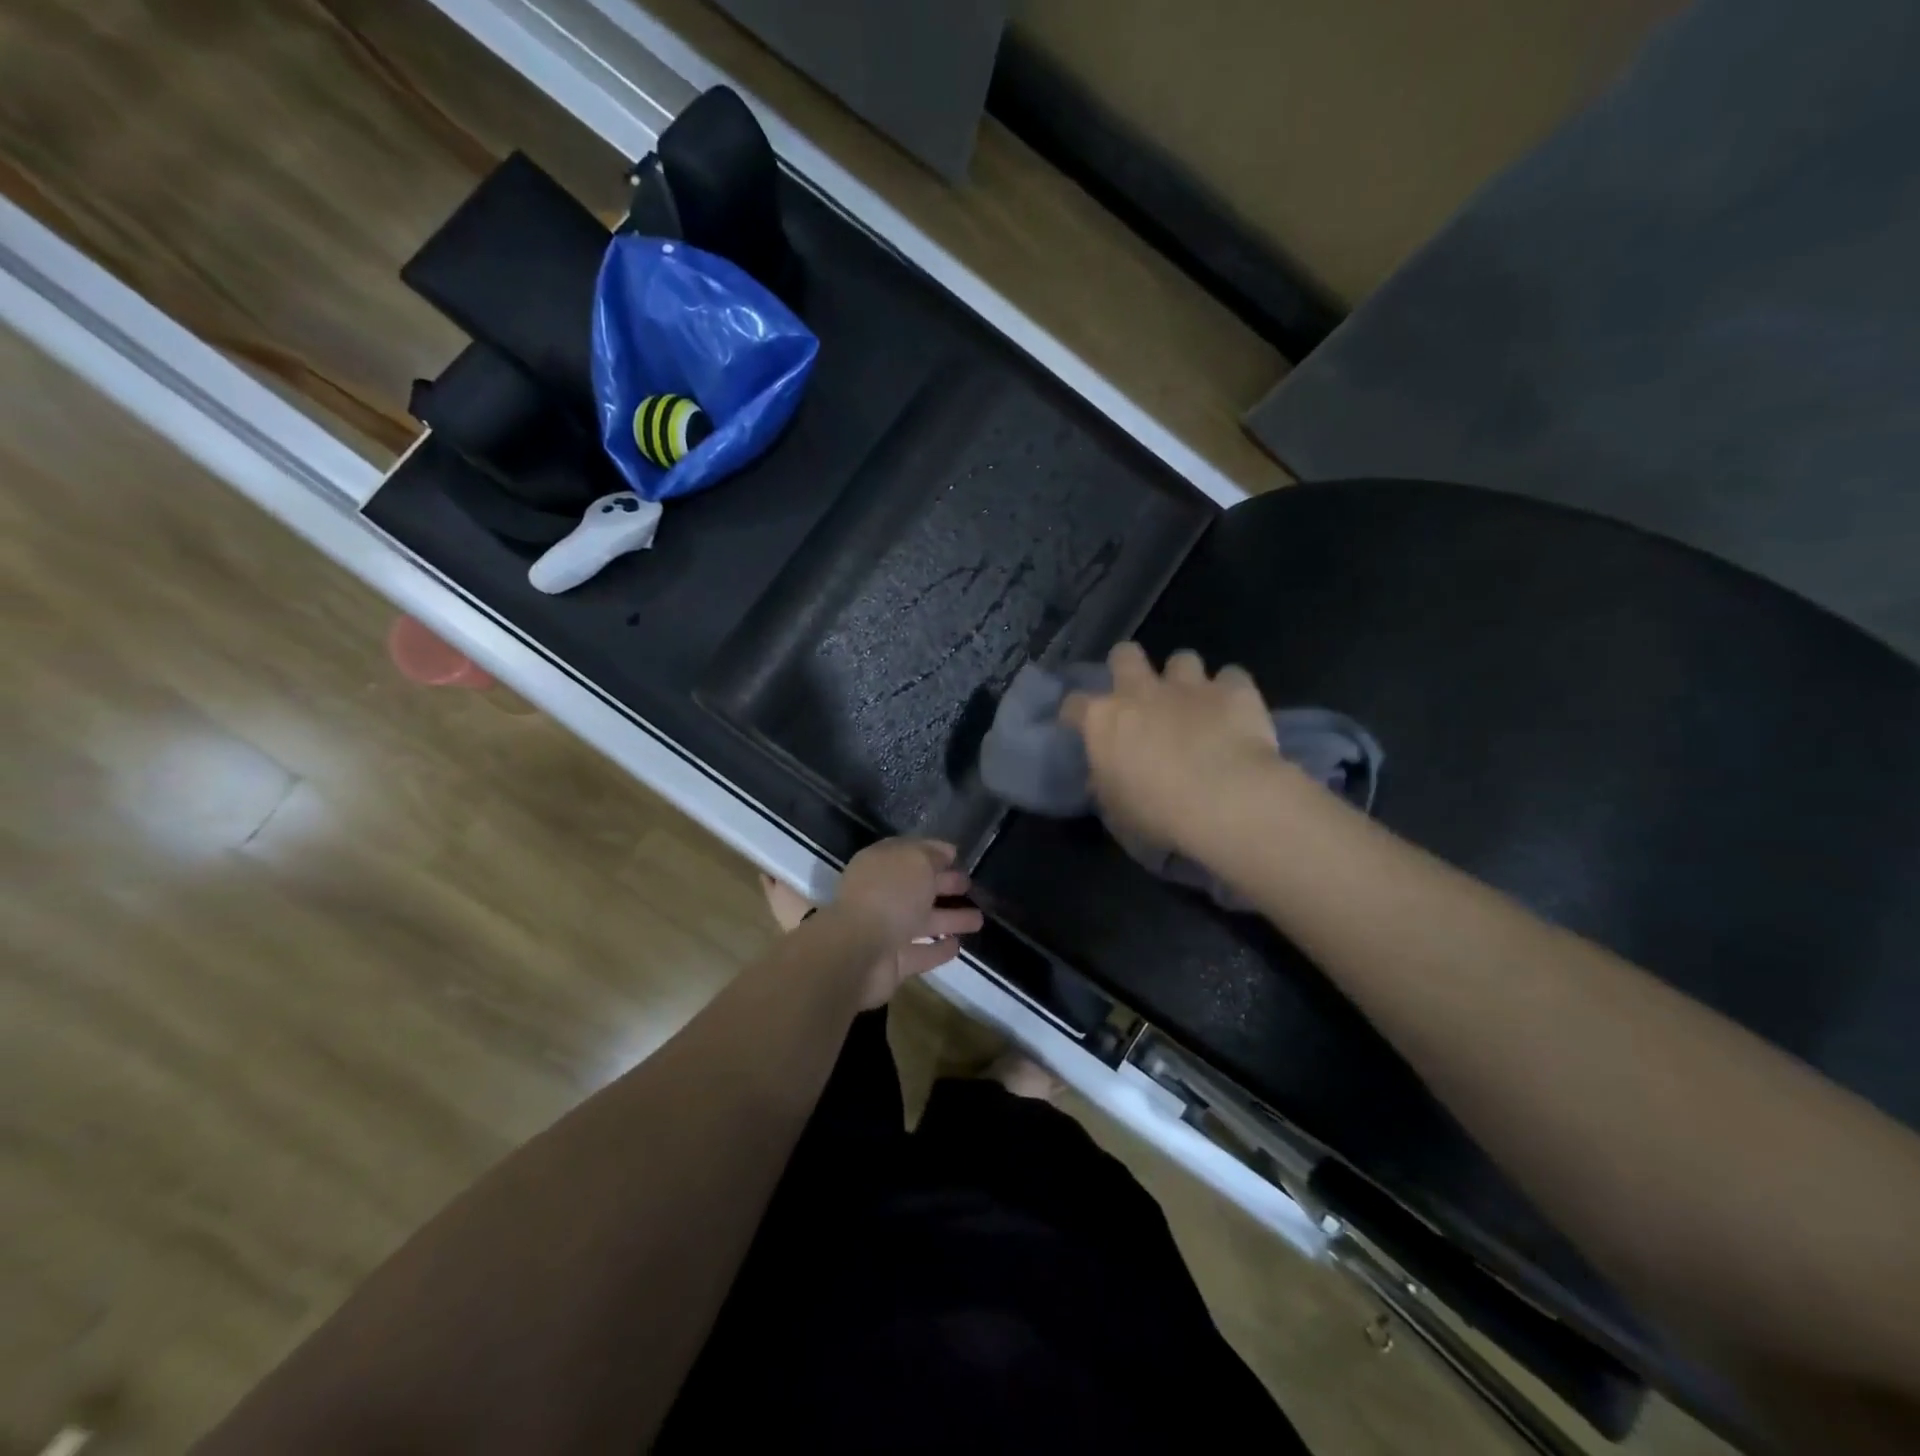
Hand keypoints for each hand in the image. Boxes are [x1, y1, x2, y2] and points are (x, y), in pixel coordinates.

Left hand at [829, 838, 982, 1006]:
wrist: (859, 953)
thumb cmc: (889, 895)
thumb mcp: (915, 861)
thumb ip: (932, 855)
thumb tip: (946, 852)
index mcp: (880, 865)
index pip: (909, 853)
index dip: (933, 852)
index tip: (957, 855)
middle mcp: (881, 895)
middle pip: (917, 888)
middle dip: (944, 884)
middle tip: (970, 885)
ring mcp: (886, 931)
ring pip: (923, 921)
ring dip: (950, 919)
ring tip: (979, 919)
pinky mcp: (894, 963)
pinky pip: (921, 953)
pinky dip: (938, 950)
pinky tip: (959, 946)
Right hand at [1062, 643, 1281, 855]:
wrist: (1226, 802)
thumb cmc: (1158, 816)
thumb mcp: (1116, 813)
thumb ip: (1105, 787)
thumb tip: (1102, 778)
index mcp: (1103, 721)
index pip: (1074, 704)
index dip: (1076, 714)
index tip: (1081, 727)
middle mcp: (1141, 692)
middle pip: (1124, 655)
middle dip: (1128, 667)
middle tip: (1139, 695)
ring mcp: (1189, 685)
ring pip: (1182, 659)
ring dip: (1184, 678)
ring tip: (1194, 703)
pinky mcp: (1234, 690)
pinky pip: (1231, 677)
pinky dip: (1231, 691)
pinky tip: (1235, 711)